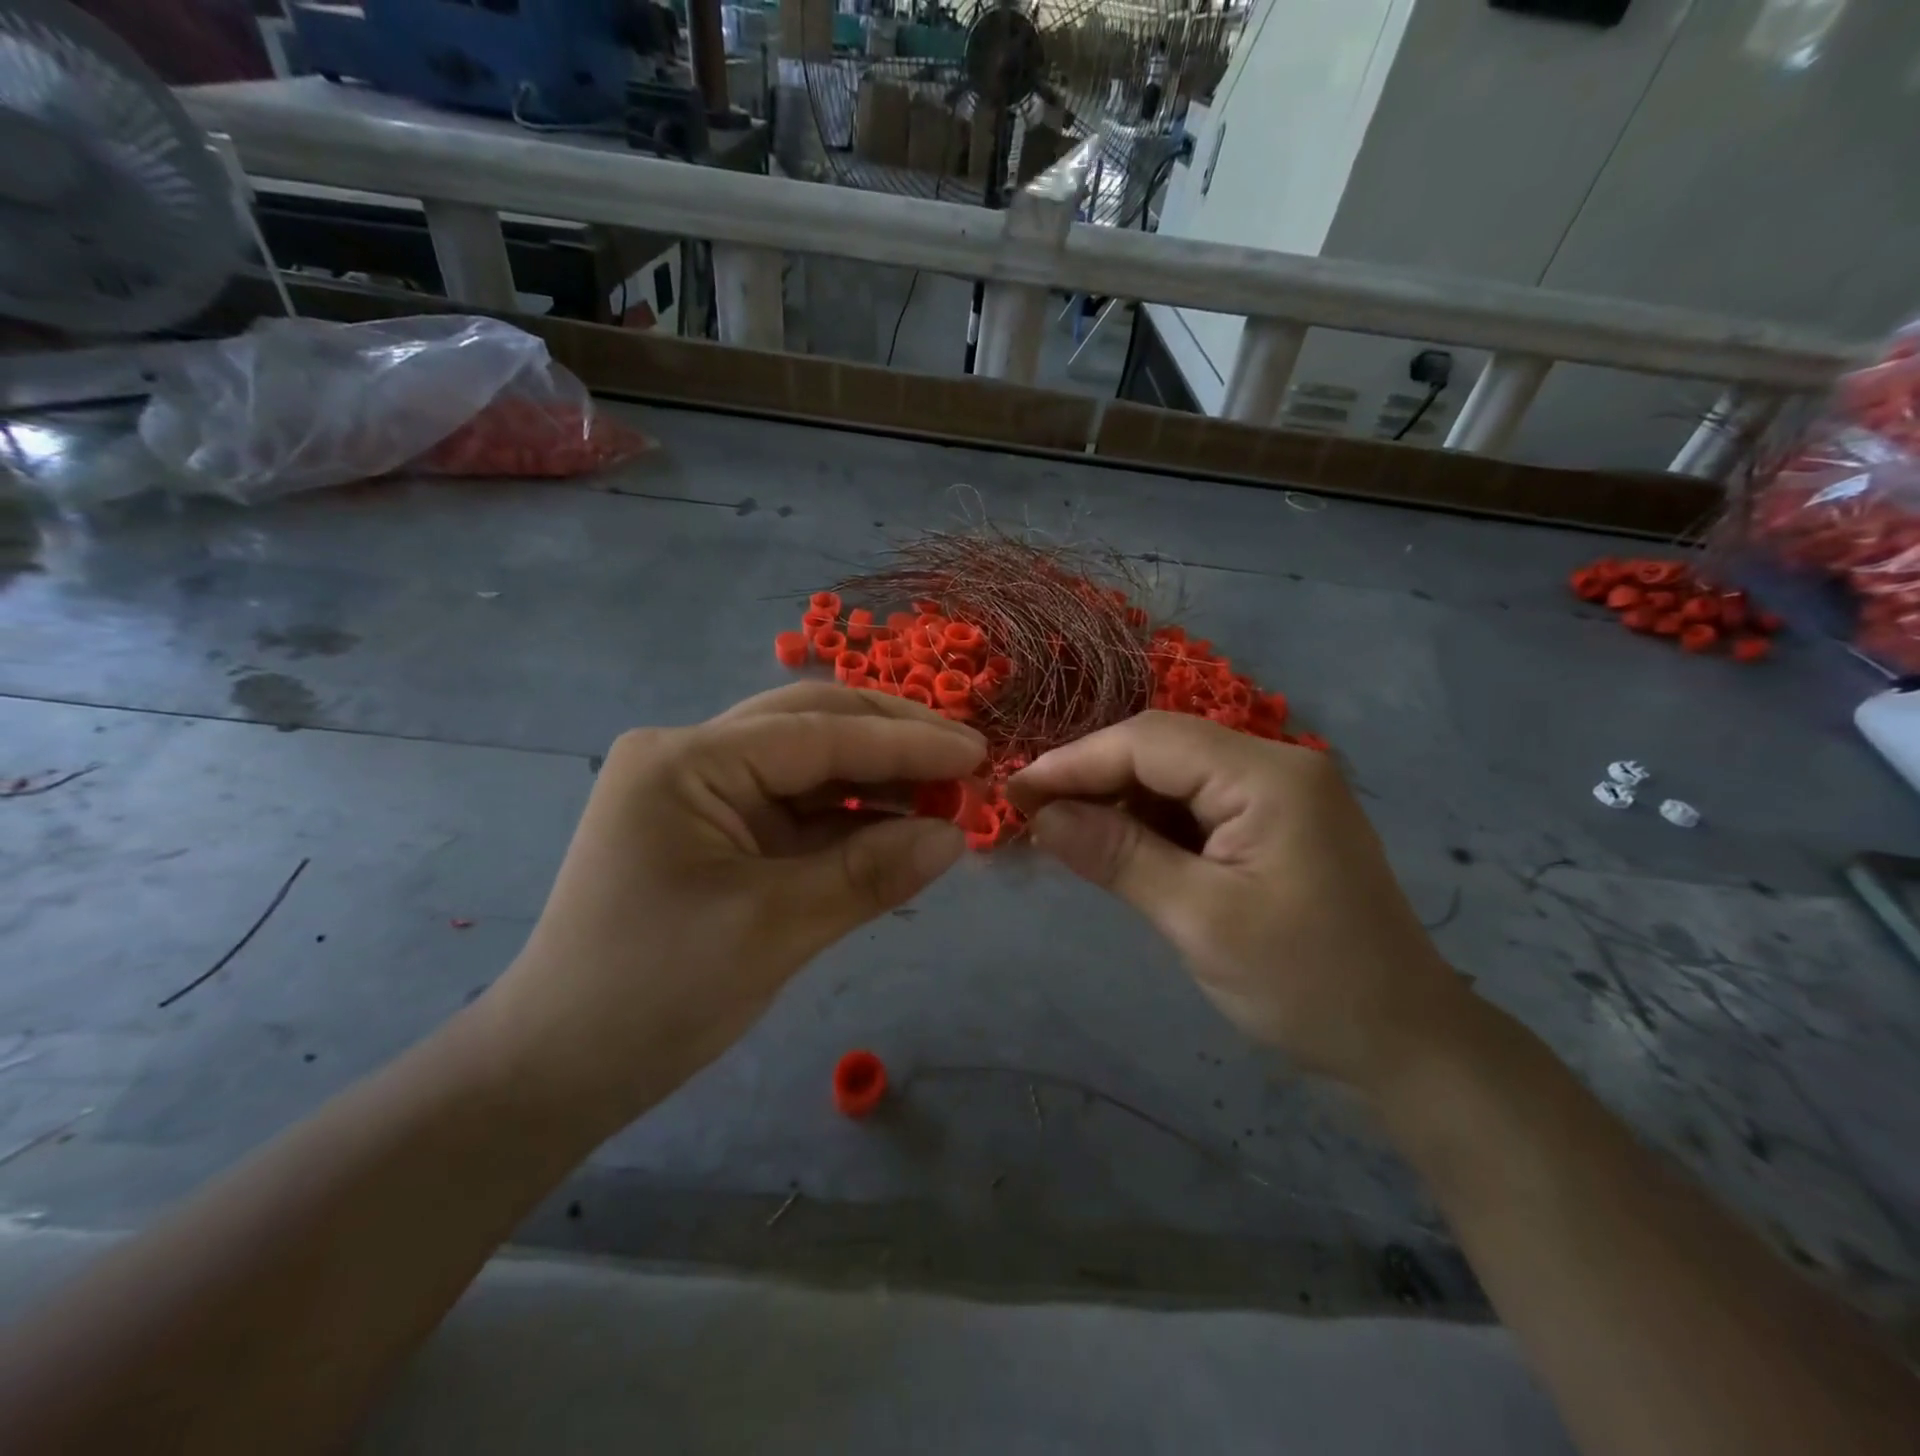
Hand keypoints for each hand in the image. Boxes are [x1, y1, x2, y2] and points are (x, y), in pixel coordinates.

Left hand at [479, 685, 984, 1127]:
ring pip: (807, 765)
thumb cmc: (651, 995)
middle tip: (966, 760)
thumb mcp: (771, 931)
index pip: (815, 733)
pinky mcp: (716, 832)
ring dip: (875, 778)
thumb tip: (957, 836)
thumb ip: (868, 874)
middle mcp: (691, 759)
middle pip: (810, 726)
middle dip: (891, 740)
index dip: (903, 741)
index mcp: (686, 762)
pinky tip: (899, 825)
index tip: (976, 751)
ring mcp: (702, 793)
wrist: (555, 1072)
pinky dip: (848, 816)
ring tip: (946, 795)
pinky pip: (795, 809)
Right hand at [1007, 712, 1467, 1092]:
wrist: (1405, 1042)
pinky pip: (1194, 804)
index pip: (1149, 742)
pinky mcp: (1272, 822)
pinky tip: (1115, 846)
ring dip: (1116, 800)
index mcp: (1268, 775)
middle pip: (1161, 749)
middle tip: (1029, 813)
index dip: (1075, 762)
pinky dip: (1148, 822)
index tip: (1014, 791)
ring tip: (1061, 831)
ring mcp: (1277, 792)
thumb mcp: (1200, 920)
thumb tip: (1041, 816)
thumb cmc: (1306, 984)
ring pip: (1173, 775)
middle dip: (1092, 778)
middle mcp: (1275, 764)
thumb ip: (1118, 857)